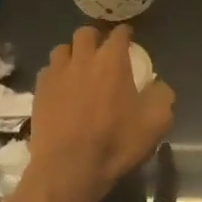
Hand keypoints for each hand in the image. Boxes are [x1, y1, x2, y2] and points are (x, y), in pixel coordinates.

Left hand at [28, 25, 175, 201]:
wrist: (69, 167)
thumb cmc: (116, 142)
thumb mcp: (157, 122)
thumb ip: (162, 96)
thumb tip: (158, 85)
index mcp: (112, 61)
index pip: (119, 33)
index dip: (126, 34)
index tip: (129, 39)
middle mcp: (83, 59)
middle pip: (85, 33)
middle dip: (95, 37)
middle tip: (102, 52)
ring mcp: (57, 74)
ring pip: (62, 49)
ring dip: (73, 53)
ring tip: (79, 68)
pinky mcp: (39, 91)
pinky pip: (47, 71)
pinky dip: (56, 74)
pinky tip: (62, 88)